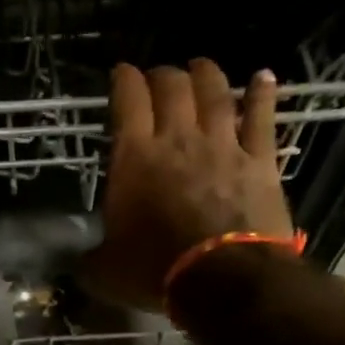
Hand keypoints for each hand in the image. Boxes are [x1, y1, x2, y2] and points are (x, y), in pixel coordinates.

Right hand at [81, 61, 294, 310]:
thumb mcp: (104, 270)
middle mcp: (178, 140)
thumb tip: (80, 262)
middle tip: (157, 76)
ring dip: (206, 74)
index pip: (128, 101)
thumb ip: (90, 257)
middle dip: (162, 75)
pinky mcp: (260, 161)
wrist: (222, 279)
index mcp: (135, 159)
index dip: (123, 80)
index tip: (120, 72)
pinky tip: (264, 77)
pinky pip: (262, 117)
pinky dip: (262, 94)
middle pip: (172, 87)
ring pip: (216, 93)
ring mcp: (223, 146)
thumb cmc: (155, 272)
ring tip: (200, 66)